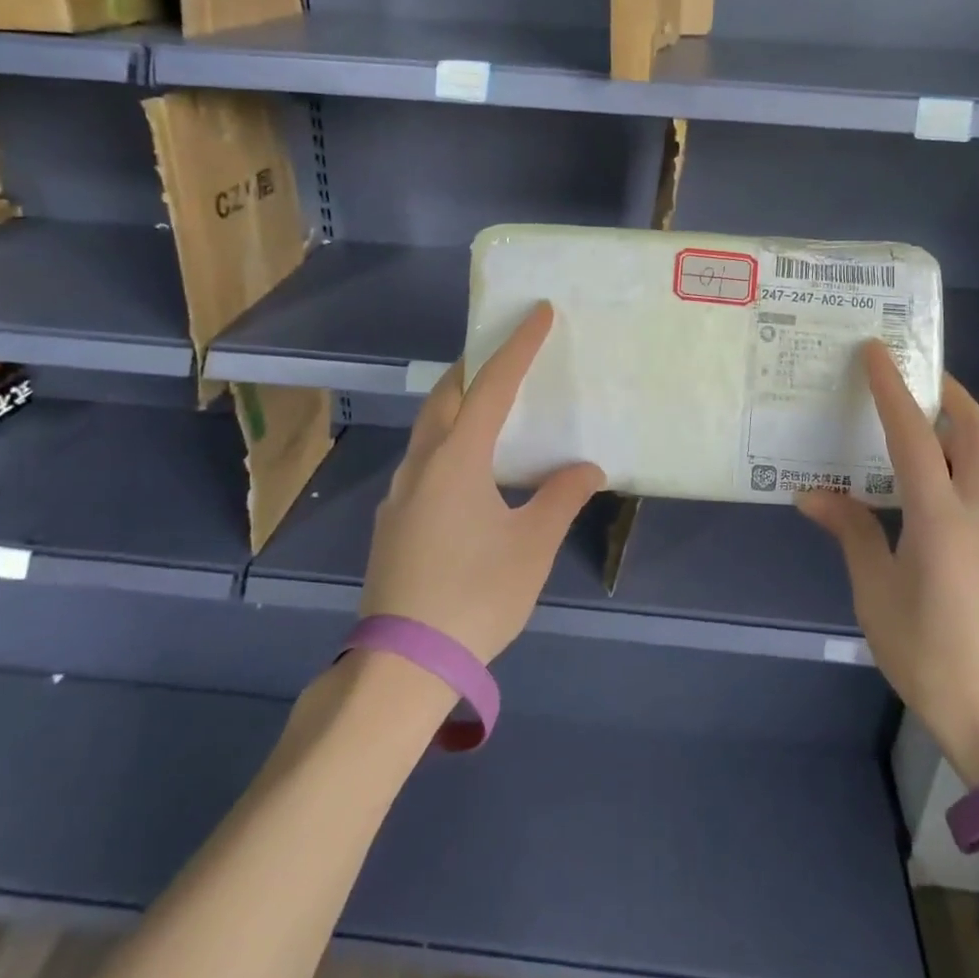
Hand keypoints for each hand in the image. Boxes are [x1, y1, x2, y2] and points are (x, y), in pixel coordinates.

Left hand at [361, 302, 605, 664]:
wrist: (402, 665)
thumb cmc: (475, 595)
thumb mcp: (532, 545)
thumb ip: (562, 497)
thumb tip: (586, 468)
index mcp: (457, 458)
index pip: (493, 385)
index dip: (517, 346)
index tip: (536, 312)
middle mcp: (422, 464)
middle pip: (446, 396)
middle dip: (474, 367)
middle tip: (503, 354)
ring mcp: (400, 494)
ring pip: (429, 429)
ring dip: (457, 404)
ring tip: (488, 406)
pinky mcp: (392, 522)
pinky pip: (423, 460)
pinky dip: (447, 442)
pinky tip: (466, 472)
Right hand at [798, 341, 978, 784]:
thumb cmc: (932, 657)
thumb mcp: (877, 594)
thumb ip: (853, 533)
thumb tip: (812, 494)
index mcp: (942, 515)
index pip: (914, 432)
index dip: (892, 387)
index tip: (877, 349)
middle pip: (973, 429)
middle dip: (945, 392)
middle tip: (910, 373)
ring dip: (960, 421)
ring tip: (922, 415)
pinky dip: (967, 454)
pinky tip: (939, 474)